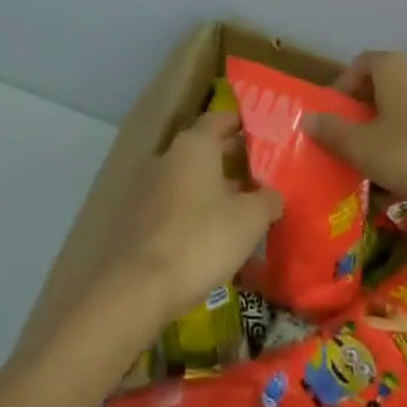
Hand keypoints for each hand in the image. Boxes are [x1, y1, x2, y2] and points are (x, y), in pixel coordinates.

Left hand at [106, 110, 282, 325]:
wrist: (137, 288)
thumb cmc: (200, 240)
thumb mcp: (249, 221)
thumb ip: (266, 201)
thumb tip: (272, 195)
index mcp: (194, 146)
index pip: (219, 119)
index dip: (239, 123)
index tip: (259, 133)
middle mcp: (167, 157)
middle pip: (202, 148)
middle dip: (228, 158)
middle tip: (256, 174)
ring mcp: (146, 187)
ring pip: (186, 177)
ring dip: (209, 187)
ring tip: (236, 208)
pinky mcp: (134, 217)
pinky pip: (170, 203)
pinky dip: (189, 210)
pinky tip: (206, 234)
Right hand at [308, 51, 406, 213]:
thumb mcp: (364, 148)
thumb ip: (333, 132)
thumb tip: (308, 118)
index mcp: (393, 65)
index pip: (358, 65)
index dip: (342, 89)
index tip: (334, 118)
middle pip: (385, 80)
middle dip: (366, 106)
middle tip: (354, 137)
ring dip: (393, 119)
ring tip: (383, 153)